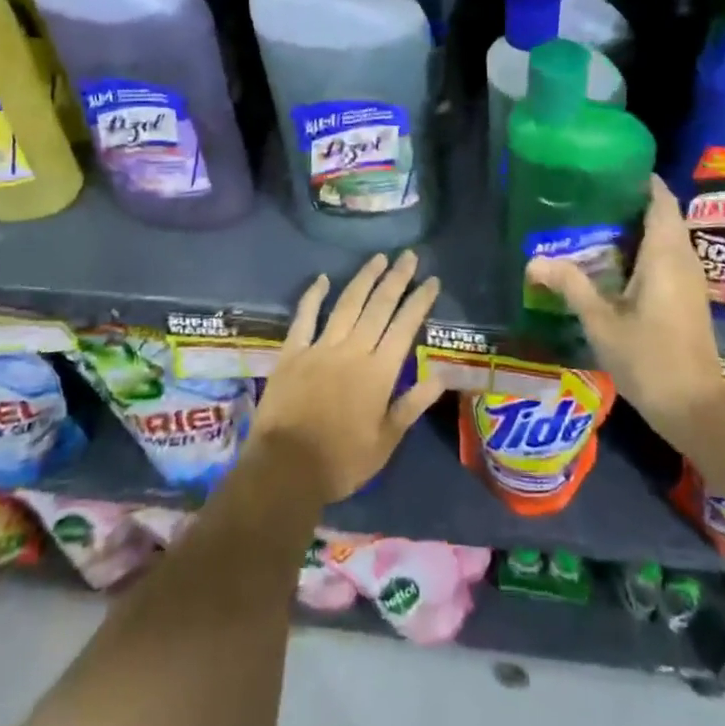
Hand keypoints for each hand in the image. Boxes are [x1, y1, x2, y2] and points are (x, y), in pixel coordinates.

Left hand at [250, 251, 446, 502]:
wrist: (285, 470)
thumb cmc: (341, 462)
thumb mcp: (385, 442)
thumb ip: (411, 406)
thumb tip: (439, 377)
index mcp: (379, 372)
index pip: (405, 326)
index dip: (420, 301)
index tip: (432, 280)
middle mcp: (353, 350)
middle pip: (379, 306)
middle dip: (397, 278)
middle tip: (409, 255)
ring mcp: (321, 348)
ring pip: (347, 304)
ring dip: (364, 278)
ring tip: (379, 258)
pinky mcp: (293, 353)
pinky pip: (304, 317)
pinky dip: (313, 296)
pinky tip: (322, 278)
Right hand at [526, 177, 724, 449]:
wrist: (695, 409)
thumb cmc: (649, 359)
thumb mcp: (601, 322)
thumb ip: (570, 285)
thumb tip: (533, 260)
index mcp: (666, 255)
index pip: (661, 199)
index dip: (641, 179)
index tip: (610, 168)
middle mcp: (684, 259)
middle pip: (665, 215)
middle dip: (634, 201)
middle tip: (593, 195)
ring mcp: (691, 280)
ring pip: (669, 237)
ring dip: (641, 226)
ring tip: (598, 221)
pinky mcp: (690, 299)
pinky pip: (670, 257)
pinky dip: (648, 248)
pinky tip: (617, 262)